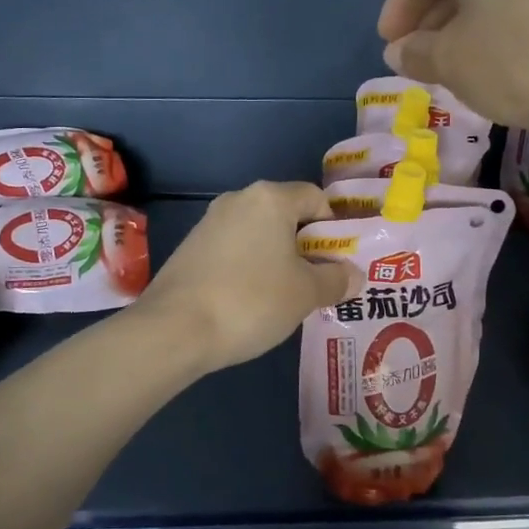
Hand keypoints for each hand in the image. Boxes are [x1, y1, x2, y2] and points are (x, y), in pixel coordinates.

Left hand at [138, 182, 361, 371]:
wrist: (173, 329)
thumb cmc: (252, 300)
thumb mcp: (306, 293)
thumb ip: (336, 280)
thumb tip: (355, 275)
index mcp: (270, 198)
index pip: (316, 198)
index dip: (334, 228)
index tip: (337, 263)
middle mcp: (238, 200)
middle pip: (287, 215)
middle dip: (307, 246)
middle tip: (318, 283)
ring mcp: (209, 223)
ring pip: (259, 234)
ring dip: (278, 259)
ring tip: (285, 297)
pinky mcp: (190, 248)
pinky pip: (234, 250)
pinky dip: (250, 268)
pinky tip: (250, 302)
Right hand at [377, 0, 528, 132]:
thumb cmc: (515, 64)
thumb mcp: (451, 62)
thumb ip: (416, 53)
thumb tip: (398, 51)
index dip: (396, 8)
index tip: (387, 44)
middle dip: (427, 21)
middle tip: (413, 58)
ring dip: (456, 31)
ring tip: (445, 68)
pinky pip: (512, 12)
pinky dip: (488, 35)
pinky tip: (486, 68)